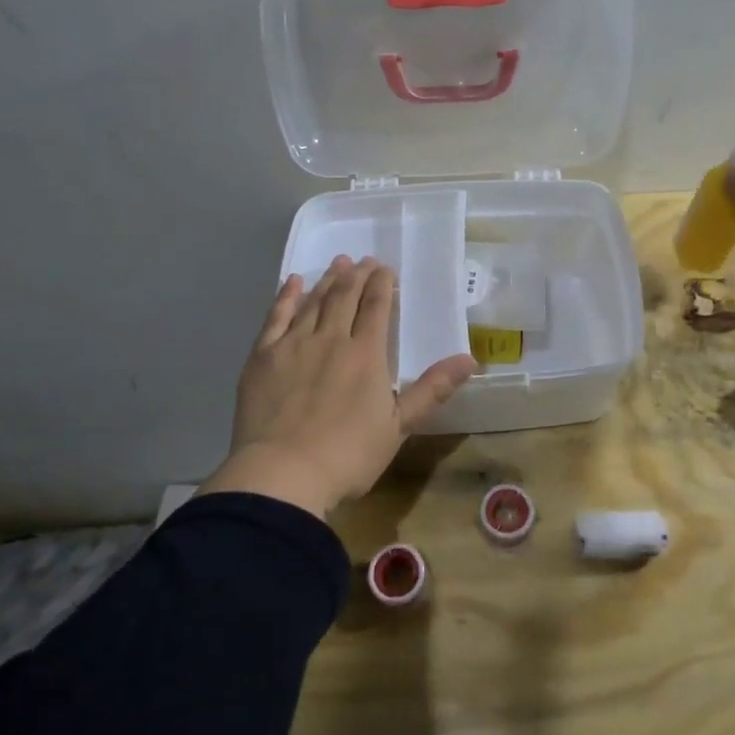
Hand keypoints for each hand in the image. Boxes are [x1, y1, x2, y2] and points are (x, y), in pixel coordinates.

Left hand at [197, 257, 477, 518]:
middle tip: (364, 260)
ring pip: (314, 302)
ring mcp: (294, 344)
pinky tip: (293, 282)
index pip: (377, 307)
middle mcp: (331, 338)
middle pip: (346, 297)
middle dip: (357, 276)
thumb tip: (470, 359)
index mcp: (366, 354)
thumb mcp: (398, 426)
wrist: (282, 474)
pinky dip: (287, 296)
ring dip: (328, 280)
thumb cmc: (347, 456)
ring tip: (338, 263)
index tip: (386, 268)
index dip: (383, 284)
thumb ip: (432, 389)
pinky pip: (277, 317)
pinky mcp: (263, 356)